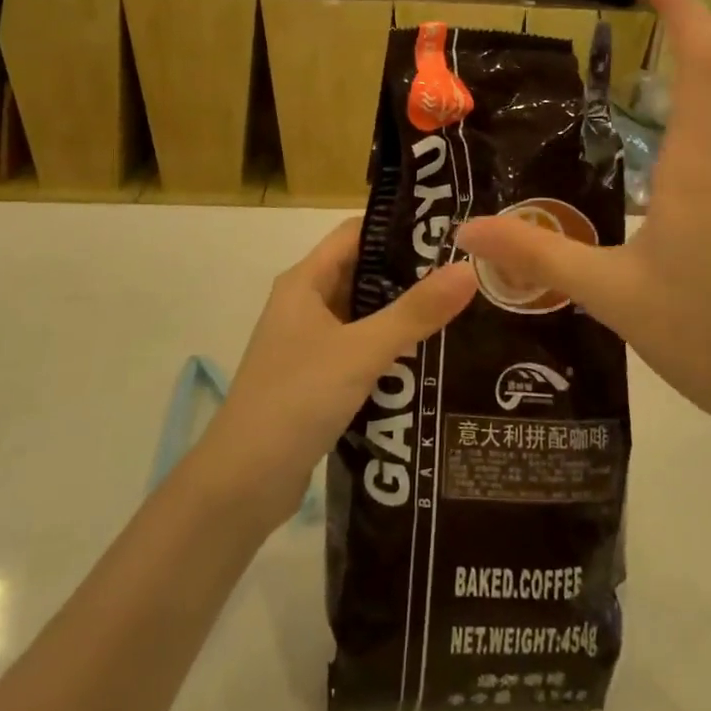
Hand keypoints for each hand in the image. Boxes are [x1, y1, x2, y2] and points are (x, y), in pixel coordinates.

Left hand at [194, 219, 477, 531]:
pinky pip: (359, 349)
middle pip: (362, 272)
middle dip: (409, 272)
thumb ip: (415, 312)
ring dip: (402, 313)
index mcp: (304, 282)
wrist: (242, 483)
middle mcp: (304, 303)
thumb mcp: (361, 351)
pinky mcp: (316, 378)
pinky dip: (389, 348)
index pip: (355, 233)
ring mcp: (308, 343)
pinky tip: (428, 357)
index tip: (448, 230)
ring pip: (362, 314)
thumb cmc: (297, 399)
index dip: (398, 227)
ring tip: (460, 309)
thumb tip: (468, 269)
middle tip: (465, 272)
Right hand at [455, 0, 710, 441]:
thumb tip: (467, 229)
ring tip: (668, 24)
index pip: (698, 62)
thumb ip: (538, 258)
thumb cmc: (706, 336)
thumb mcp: (611, 297)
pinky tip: (679, 104)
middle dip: (694, 12)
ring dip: (709, 45)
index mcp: (698, 167)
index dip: (677, 4)